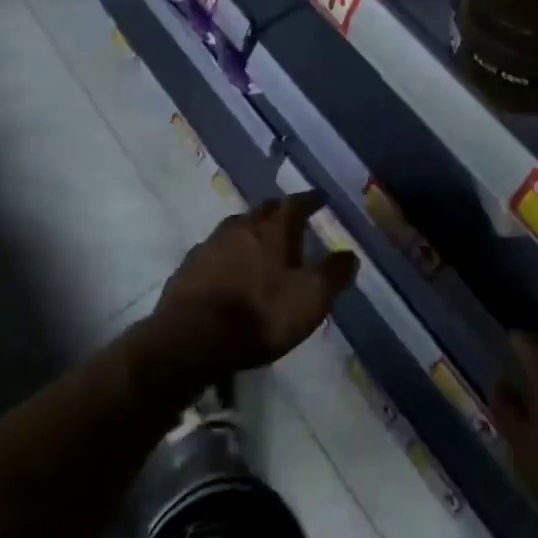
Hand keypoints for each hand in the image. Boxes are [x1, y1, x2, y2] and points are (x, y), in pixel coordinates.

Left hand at [144, 192, 357, 388]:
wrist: (191, 339)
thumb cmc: (260, 314)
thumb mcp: (310, 299)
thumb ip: (333, 274)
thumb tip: (350, 254)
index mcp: (273, 228)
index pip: (296, 203)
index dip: (310, 200)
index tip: (320, 198)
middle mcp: (241, 226)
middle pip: (263, 210)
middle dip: (278, 212)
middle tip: (289, 220)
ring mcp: (210, 244)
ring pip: (236, 228)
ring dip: (250, 232)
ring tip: (260, 244)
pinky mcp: (187, 267)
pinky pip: (214, 251)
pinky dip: (227, 255)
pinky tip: (228, 270)